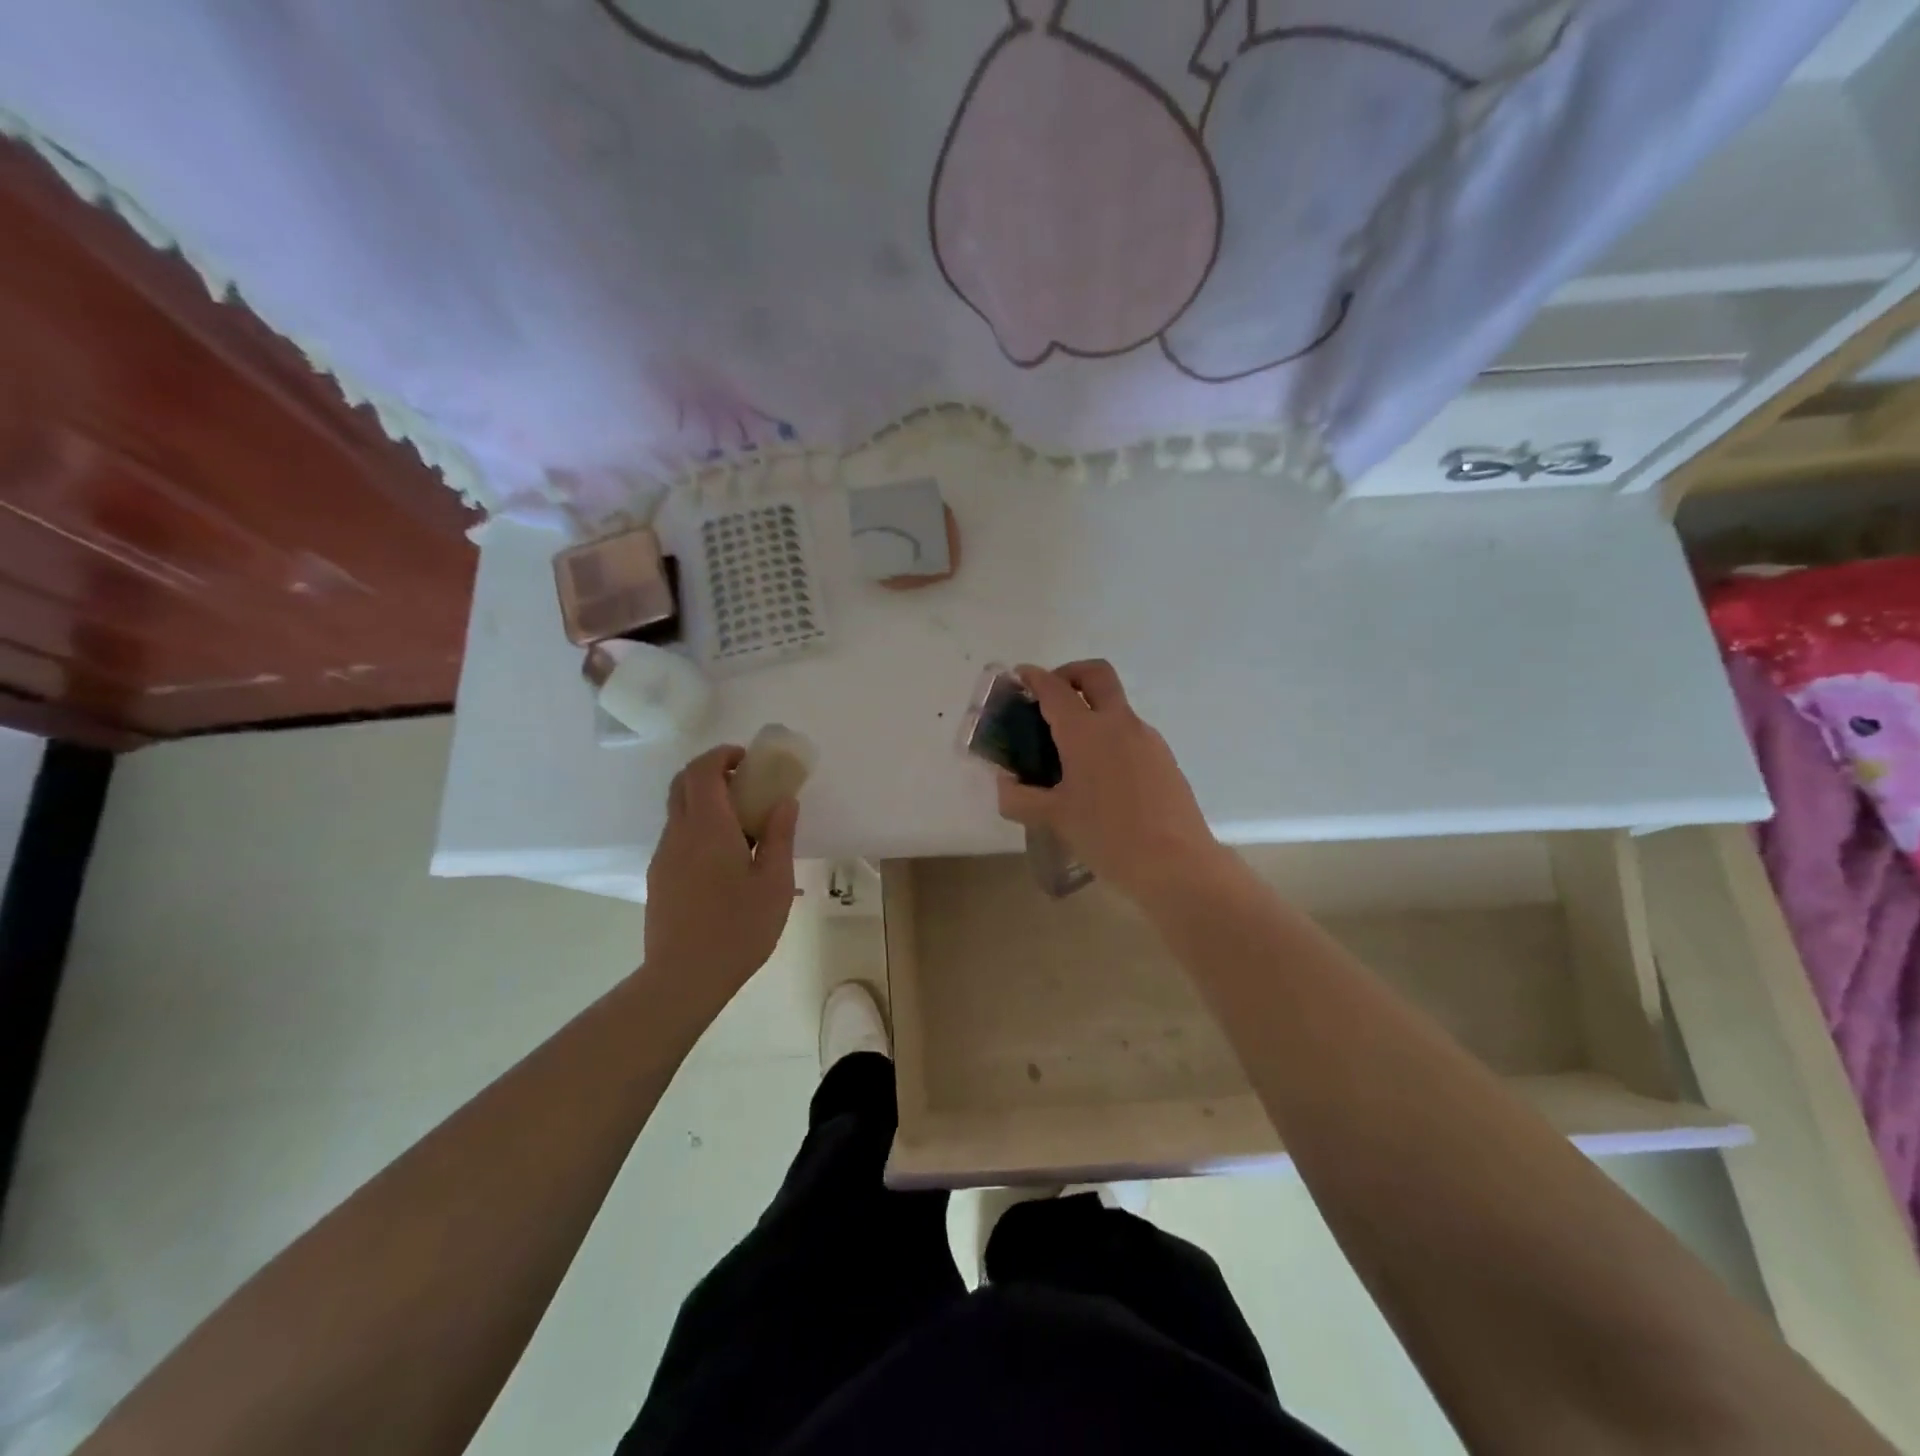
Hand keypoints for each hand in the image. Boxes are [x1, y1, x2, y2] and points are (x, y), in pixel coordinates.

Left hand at [644, 745, 798, 1002]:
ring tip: (740, 825)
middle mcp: (679, 834)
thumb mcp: (775, 882)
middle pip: (682, 783)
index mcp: (708, 828)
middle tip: (743, 783)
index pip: (703, 771)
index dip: (722, 755)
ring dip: (704, 801)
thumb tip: (784, 802)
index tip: (748, 760)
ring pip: (677, 810)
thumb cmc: (739, 928)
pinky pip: (676, 836)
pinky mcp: (659, 878)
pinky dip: (697, 827)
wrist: (684, 977)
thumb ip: (780, 836)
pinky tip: (723, 859)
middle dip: (710, 771)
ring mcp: (664, 856)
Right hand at [995, 660, 1228, 900]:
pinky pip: (1131, 735)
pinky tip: (1100, 778)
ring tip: (1070, 752)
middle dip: (1070, 673)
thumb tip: (1005, 783)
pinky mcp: (1165, 759)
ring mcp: (1147, 739)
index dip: (1033, 677)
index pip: (1055, 688)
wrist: (1177, 865)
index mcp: (1086, 731)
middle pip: (1096, 674)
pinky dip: (1109, 738)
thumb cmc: (1108, 836)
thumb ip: (1020, 797)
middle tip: (1050, 697)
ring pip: (1116, 706)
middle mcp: (1119, 724)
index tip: (1019, 676)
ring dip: (1091, 711)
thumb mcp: (1053, 819)